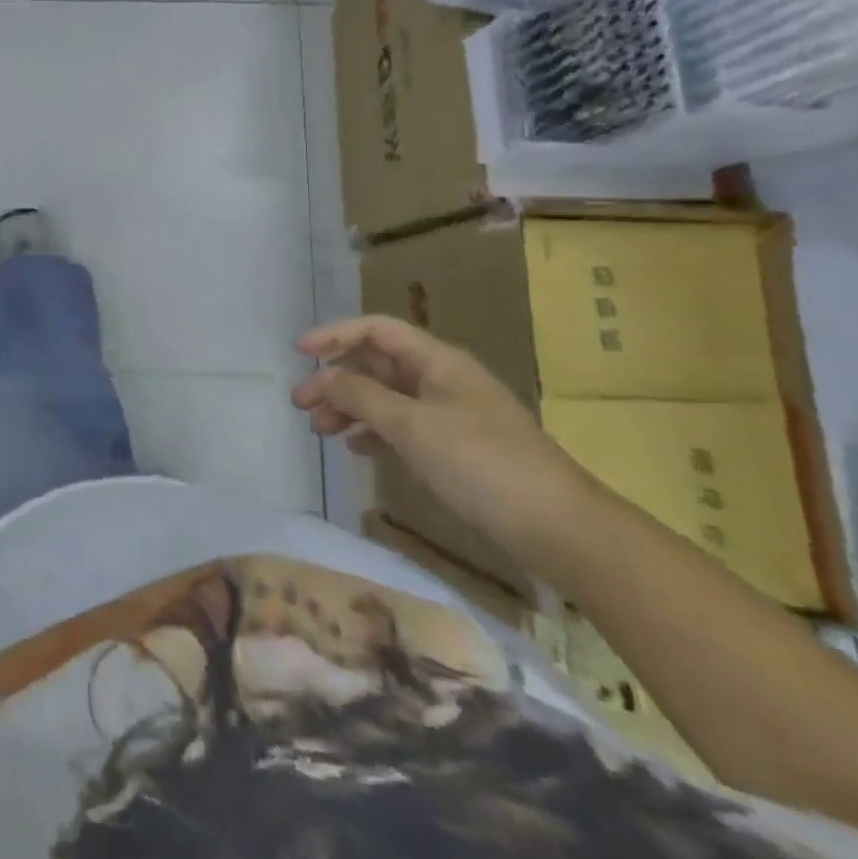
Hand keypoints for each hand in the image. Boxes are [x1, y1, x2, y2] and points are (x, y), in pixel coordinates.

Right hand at [292, 315, 595, 562]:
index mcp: (437, 361)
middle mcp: (442, 379)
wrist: (559, 528)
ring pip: (387, 398)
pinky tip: (356, 448)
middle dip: (336, 378)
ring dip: (351, 407)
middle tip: (300, 404)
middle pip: (378, 364)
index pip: (376, 330)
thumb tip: (324, 377)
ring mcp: (450, 415)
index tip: (298, 353)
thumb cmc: (481, 464)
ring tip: (320, 429)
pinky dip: (375, 432)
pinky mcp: (456, 450)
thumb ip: (361, 396)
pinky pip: (403, 428)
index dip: (335, 335)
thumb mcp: (412, 426)